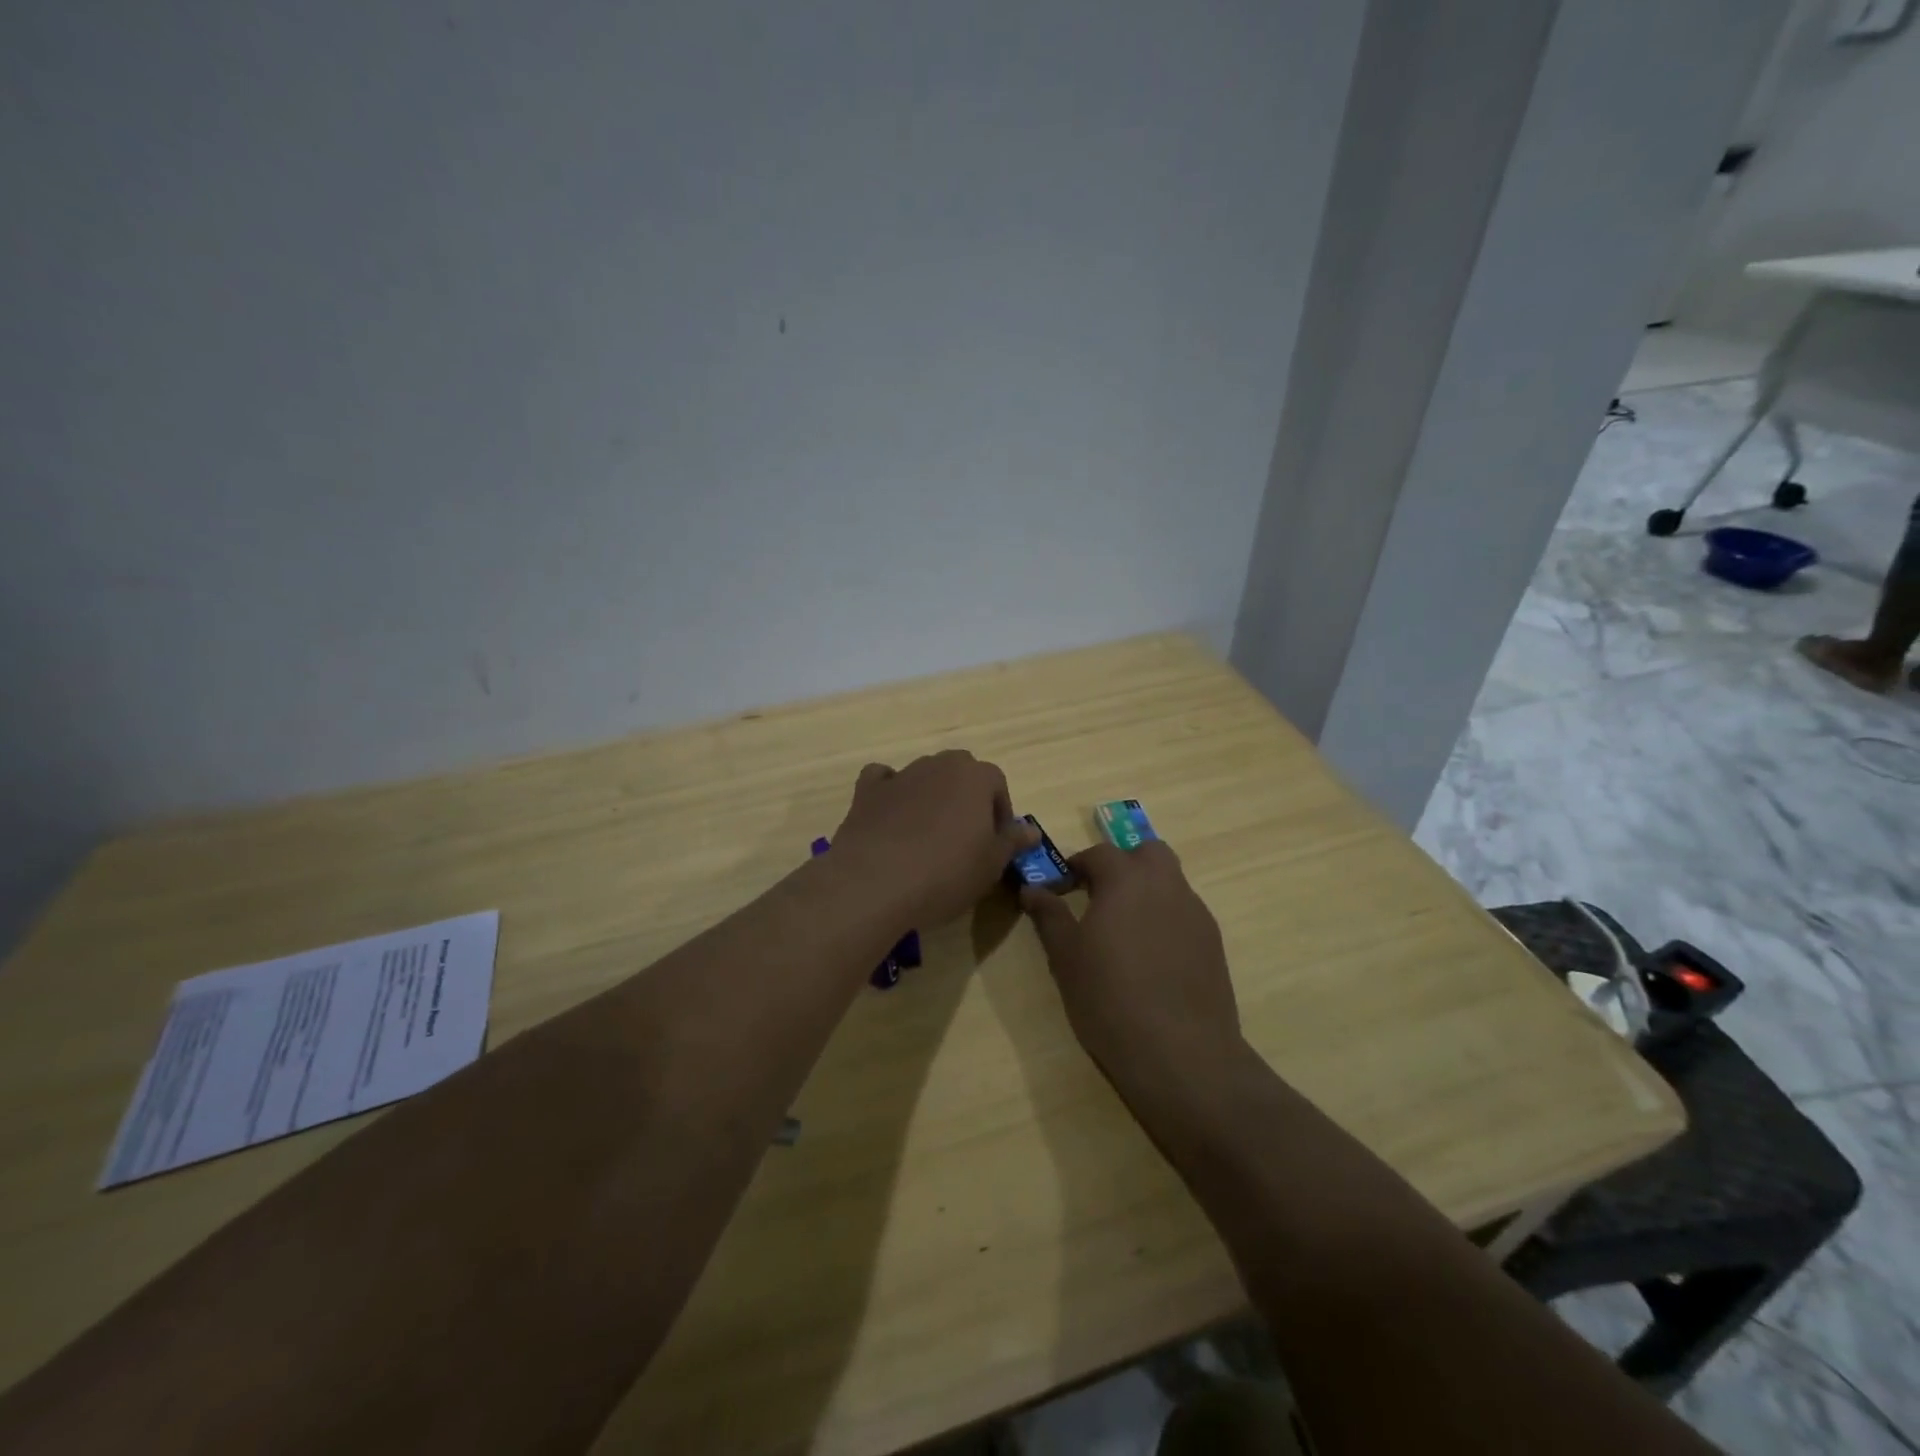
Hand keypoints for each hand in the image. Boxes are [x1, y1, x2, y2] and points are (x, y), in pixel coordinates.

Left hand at [830, 752, 1035, 927]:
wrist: (875, 883)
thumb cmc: (946, 873)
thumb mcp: (991, 865)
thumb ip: (1012, 842)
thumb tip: (1031, 830)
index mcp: (975, 776)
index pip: (997, 783)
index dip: (999, 813)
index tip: (995, 843)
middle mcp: (938, 765)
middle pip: (960, 773)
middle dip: (966, 798)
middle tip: (964, 839)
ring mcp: (901, 775)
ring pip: (925, 777)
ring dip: (931, 798)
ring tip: (927, 838)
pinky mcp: (867, 791)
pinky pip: (883, 781)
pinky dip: (890, 792)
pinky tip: (891, 818)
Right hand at [1020, 840, 1242, 1095]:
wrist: (1181, 1053)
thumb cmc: (1110, 998)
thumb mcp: (1066, 958)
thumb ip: (1049, 916)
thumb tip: (1032, 888)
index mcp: (1126, 880)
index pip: (1100, 853)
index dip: (1078, 865)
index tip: (1062, 885)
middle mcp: (1166, 885)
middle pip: (1148, 853)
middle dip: (1124, 864)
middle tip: (1100, 896)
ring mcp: (1195, 913)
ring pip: (1171, 882)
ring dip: (1147, 891)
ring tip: (1125, 931)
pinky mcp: (1213, 943)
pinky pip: (1185, 913)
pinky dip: (1166, 918)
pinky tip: (1153, 957)